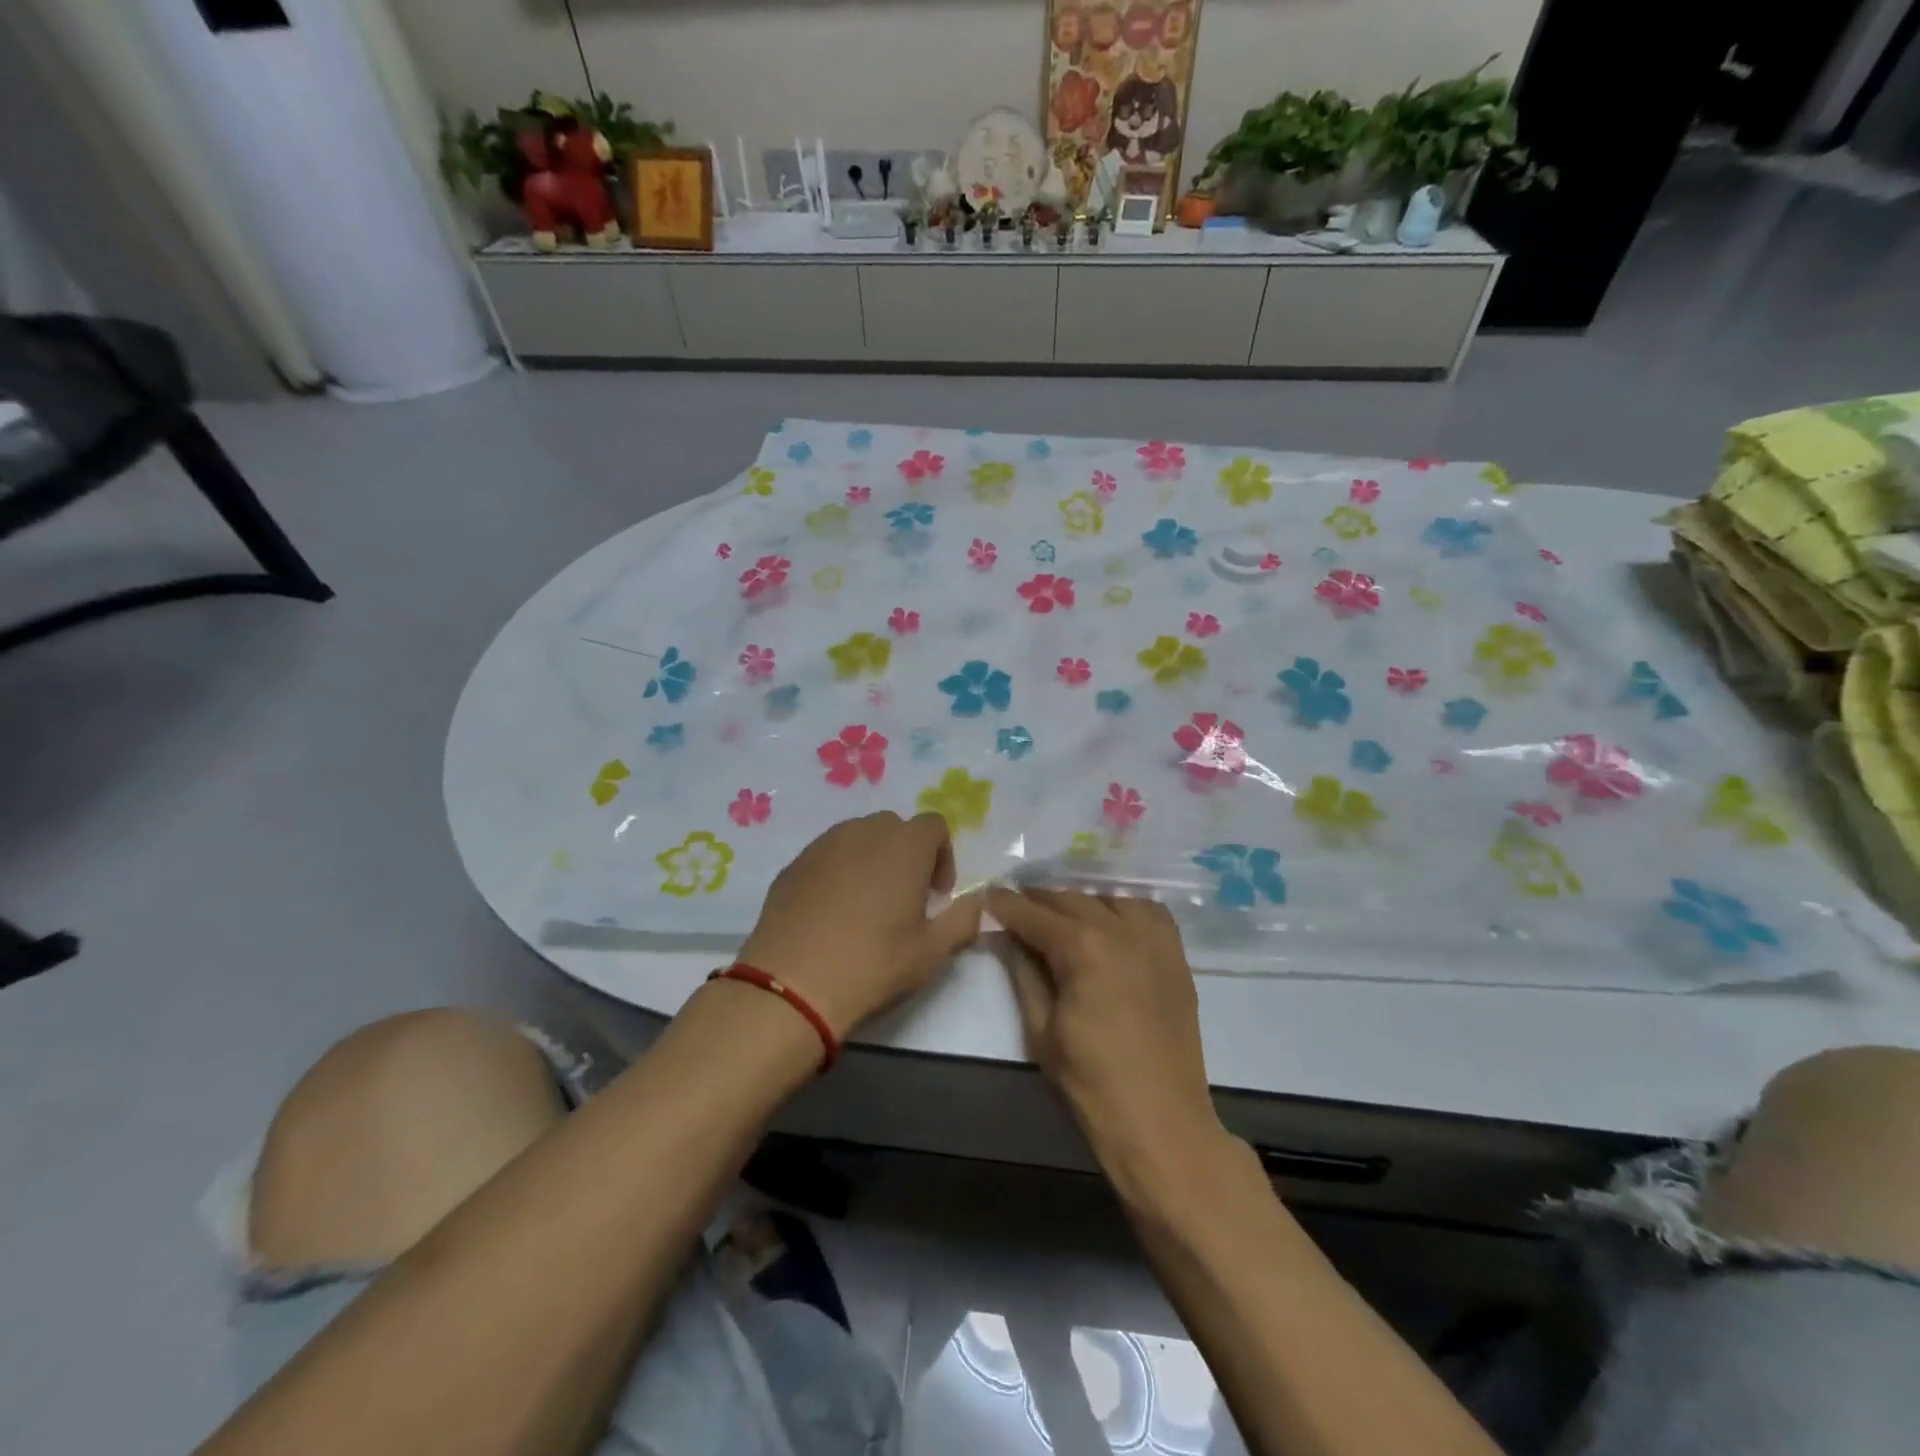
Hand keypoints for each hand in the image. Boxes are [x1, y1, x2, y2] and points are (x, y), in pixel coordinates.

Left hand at [738, 812, 982, 1039]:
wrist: (791, 984)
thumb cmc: (873, 963)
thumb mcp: (932, 951)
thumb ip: (964, 920)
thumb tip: (978, 903)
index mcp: (905, 845)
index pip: (934, 825)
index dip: (943, 856)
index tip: (937, 895)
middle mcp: (864, 831)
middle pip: (895, 828)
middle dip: (907, 855)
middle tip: (906, 899)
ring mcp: (823, 844)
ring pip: (858, 838)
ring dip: (872, 860)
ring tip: (867, 905)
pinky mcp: (794, 864)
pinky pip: (827, 855)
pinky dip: (838, 872)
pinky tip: (832, 913)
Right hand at [989, 888, 1225, 1177]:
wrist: (1162, 1124)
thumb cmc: (1091, 1084)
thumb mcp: (1041, 1030)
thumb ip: (1023, 973)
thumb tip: (1008, 937)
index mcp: (1083, 948)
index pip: (1033, 913)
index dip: (1006, 904)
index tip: (988, 894)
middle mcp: (1121, 930)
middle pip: (1071, 899)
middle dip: (1039, 899)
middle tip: (1015, 905)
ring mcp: (1154, 940)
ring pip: (1110, 898)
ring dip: (1080, 900)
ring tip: (1060, 913)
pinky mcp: (1176, 956)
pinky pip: (1149, 912)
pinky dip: (1124, 907)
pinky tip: (1110, 920)